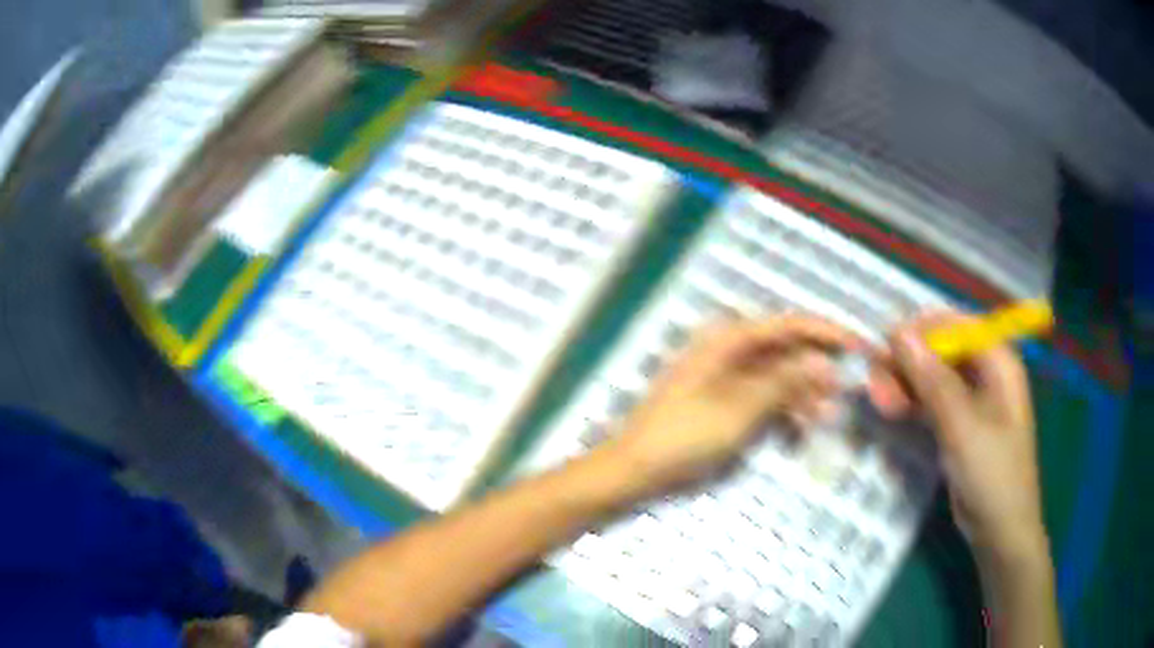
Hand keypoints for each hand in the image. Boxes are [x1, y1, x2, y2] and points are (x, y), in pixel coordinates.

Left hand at [607, 314, 863, 494]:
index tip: (858, 346)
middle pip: (784, 350)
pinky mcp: (720, 403)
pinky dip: (782, 409)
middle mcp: (727, 351)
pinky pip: (761, 397)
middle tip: (848, 389)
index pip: (788, 325)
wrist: (633, 469)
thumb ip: (784, 382)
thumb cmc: (684, 436)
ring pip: (775, 376)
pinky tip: (802, 428)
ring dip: (803, 393)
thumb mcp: (740, 409)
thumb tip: (823, 362)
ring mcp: (723, 378)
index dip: (826, 332)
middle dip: (817, 367)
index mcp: (728, 340)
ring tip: (830, 415)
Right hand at [890, 313, 1047, 561]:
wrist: (1000, 530)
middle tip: (875, 383)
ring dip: (904, 383)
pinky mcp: (959, 424)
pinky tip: (890, 410)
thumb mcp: (962, 426)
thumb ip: (932, 379)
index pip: (955, 325)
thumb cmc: (992, 474)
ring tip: (878, 401)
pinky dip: (911, 403)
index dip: (920, 330)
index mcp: (997, 360)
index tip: (885, 346)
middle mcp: (985, 372)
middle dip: (907, 362)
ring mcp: (972, 399)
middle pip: (940, 349)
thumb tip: (898, 332)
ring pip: (932, 376)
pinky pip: (931, 401)